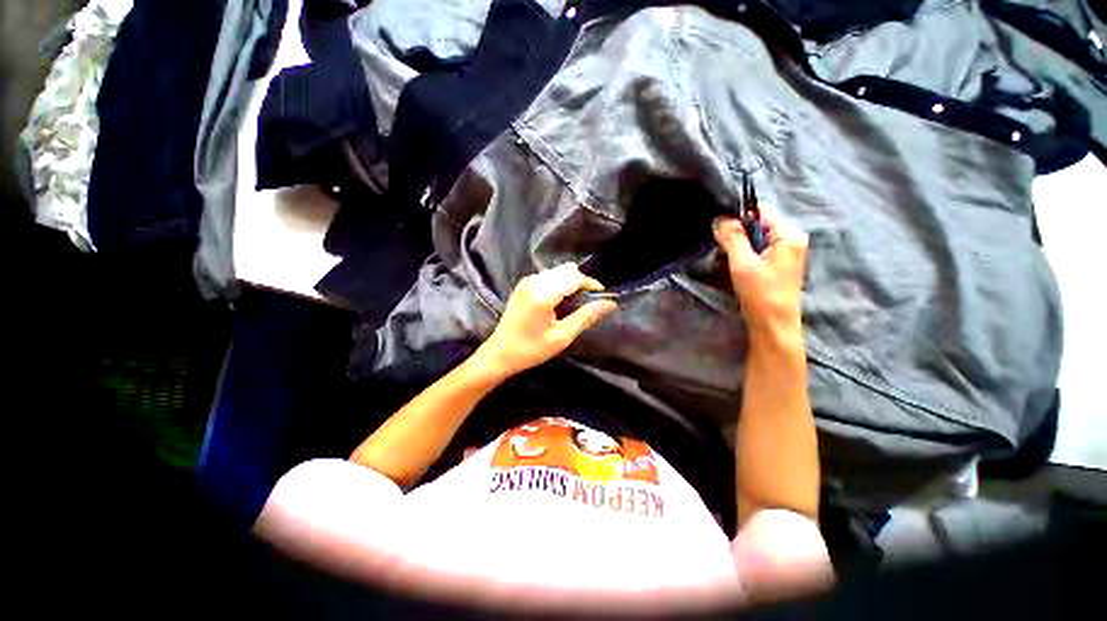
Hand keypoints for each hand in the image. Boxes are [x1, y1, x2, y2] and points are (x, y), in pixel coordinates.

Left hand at [474, 263, 617, 378]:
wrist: (499, 353)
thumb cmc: (531, 349)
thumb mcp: (562, 337)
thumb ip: (586, 317)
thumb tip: (610, 304)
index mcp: (543, 293)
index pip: (574, 277)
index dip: (591, 284)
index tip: (602, 298)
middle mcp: (534, 281)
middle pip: (567, 270)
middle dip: (582, 282)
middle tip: (588, 303)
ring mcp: (526, 281)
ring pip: (558, 271)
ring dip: (570, 282)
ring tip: (575, 304)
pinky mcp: (523, 284)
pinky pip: (548, 276)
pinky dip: (559, 283)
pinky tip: (560, 302)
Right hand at [713, 203, 808, 333]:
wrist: (773, 326)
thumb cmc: (761, 294)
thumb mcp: (743, 263)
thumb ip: (732, 238)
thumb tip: (719, 218)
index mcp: (789, 235)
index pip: (761, 210)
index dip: (738, 215)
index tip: (718, 228)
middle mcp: (791, 239)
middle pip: (758, 224)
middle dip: (736, 233)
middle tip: (720, 248)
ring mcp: (786, 252)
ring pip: (755, 238)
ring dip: (738, 246)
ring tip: (725, 259)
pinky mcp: (778, 264)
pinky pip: (757, 250)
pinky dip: (743, 255)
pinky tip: (734, 266)